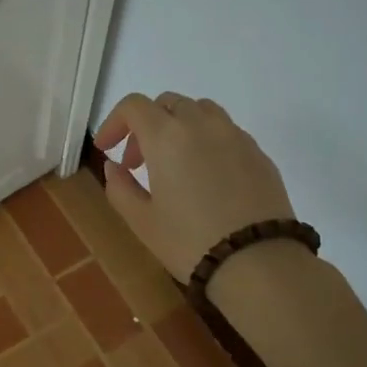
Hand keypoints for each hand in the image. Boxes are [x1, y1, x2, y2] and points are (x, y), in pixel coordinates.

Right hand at [95, 92, 296, 284]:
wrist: (259, 262)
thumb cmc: (190, 242)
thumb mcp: (142, 221)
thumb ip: (119, 187)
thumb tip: (114, 167)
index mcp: (166, 136)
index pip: (133, 106)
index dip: (114, 122)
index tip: (107, 149)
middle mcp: (202, 124)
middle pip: (168, 103)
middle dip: (146, 125)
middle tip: (138, 163)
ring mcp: (235, 135)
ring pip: (201, 111)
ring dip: (180, 127)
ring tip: (175, 164)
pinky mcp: (259, 153)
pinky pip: (226, 132)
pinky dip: (208, 141)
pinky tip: (207, 178)